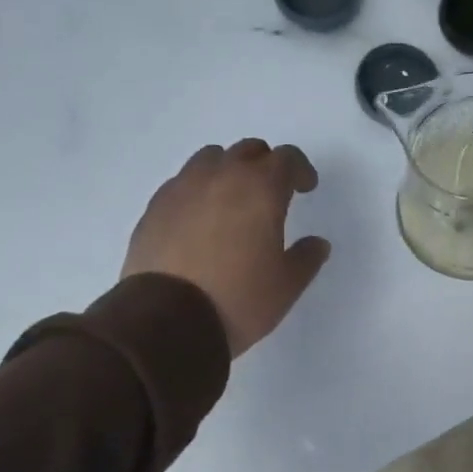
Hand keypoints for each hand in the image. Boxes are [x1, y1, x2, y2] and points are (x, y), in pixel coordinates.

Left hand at [122, 140, 331, 355]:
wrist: (169, 320)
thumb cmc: (239, 300)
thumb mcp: (287, 285)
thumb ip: (307, 257)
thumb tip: (317, 243)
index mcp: (260, 189)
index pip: (286, 158)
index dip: (300, 170)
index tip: (306, 187)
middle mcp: (221, 177)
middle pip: (248, 151)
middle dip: (265, 165)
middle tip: (271, 192)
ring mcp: (182, 188)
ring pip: (210, 159)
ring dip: (228, 170)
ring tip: (231, 200)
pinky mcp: (155, 207)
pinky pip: (182, 183)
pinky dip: (197, 191)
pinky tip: (199, 220)